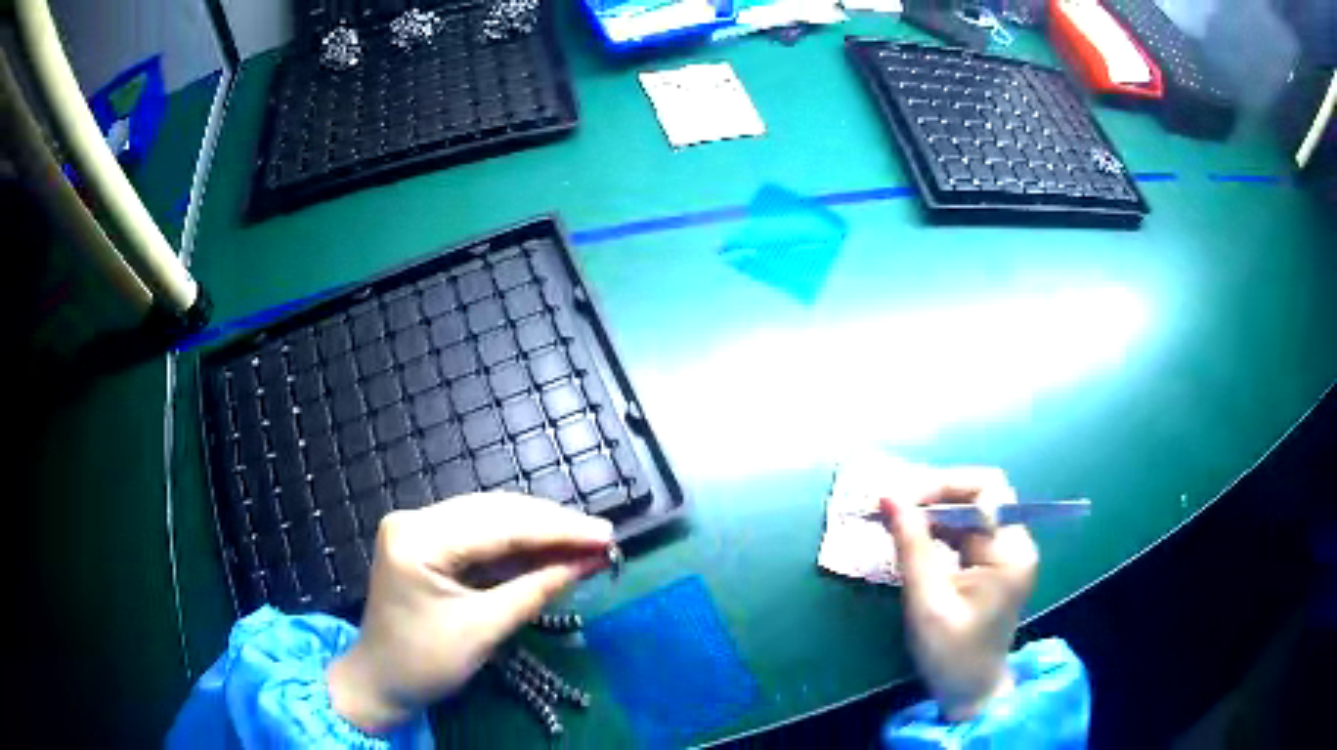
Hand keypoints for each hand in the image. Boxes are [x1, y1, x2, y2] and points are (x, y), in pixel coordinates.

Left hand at [327, 493, 612, 731]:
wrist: (380, 680)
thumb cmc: (425, 662)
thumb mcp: (484, 630)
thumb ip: (536, 590)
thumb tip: (589, 561)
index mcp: (417, 539)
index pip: (499, 525)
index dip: (557, 529)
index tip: (606, 535)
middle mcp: (414, 518)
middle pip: (495, 512)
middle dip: (551, 525)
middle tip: (603, 537)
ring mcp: (417, 526)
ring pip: (490, 517)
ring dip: (538, 530)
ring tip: (584, 540)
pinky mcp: (426, 539)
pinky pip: (479, 533)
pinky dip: (517, 543)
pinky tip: (549, 547)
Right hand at [881, 467, 1038, 720]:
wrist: (971, 692)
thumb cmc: (951, 655)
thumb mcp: (926, 602)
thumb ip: (911, 546)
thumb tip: (889, 498)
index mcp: (1010, 552)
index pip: (986, 490)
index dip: (943, 486)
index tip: (901, 501)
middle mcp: (1017, 543)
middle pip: (981, 494)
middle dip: (936, 495)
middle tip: (894, 509)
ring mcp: (1008, 553)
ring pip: (972, 509)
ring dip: (934, 510)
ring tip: (897, 520)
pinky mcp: (995, 563)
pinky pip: (968, 530)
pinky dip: (940, 528)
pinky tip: (914, 537)